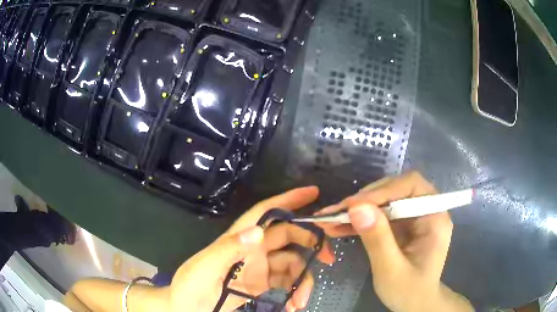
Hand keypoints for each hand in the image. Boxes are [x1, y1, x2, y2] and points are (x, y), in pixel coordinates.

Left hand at [168, 186, 334, 311]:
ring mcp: (259, 267)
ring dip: (303, 280)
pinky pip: (287, 282)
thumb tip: (259, 230)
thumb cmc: (190, 285)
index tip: (314, 193)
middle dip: (311, 243)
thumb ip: (228, 249)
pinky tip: (294, 305)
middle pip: (288, 236)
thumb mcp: (204, 267)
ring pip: (292, 263)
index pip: (266, 212)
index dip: (288, 200)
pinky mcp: (262, 284)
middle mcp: (253, 248)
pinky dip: (295, 291)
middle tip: (330, 259)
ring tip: (301, 301)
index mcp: (239, 238)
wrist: (186, 309)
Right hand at [315, 172, 473, 311]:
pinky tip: (339, 227)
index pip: (411, 186)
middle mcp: (426, 210)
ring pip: (384, 201)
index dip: (382, 191)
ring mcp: (414, 217)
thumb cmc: (409, 291)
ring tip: (331, 219)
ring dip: (358, 209)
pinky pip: (380, 215)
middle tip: (336, 212)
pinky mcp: (402, 225)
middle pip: (396, 189)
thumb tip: (357, 207)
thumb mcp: (391, 270)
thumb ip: (378, 240)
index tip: (353, 205)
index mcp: (435, 217)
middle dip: (365, 200)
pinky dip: (360, 220)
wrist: (415, 303)